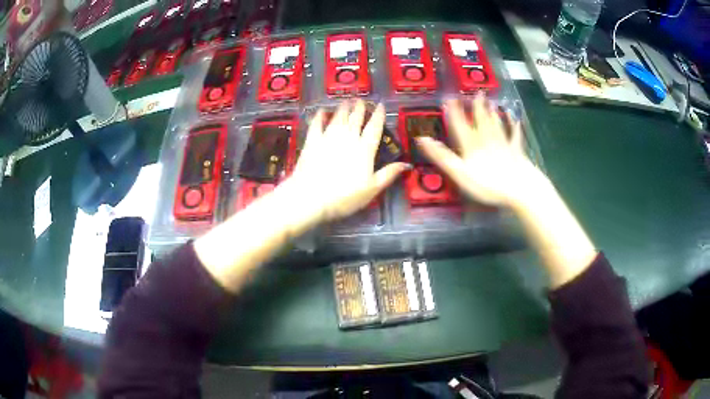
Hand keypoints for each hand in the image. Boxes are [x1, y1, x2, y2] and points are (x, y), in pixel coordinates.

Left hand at [288, 100, 409, 221]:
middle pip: (355, 118)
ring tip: (346, 101)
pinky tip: (322, 111)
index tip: (380, 105)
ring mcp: (328, 137)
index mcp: (364, 148)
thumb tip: (407, 163)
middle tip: (361, 100)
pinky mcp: (312, 141)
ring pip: (338, 117)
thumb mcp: (372, 189)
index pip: (374, 127)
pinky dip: (320, 116)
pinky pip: (317, 124)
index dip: (378, 115)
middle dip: (359, 108)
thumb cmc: (344, 196)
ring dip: (343, 108)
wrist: (311, 197)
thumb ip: (389, 174)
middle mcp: (348, 137)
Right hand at [416, 95, 544, 207]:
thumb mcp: (459, 172)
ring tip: (491, 102)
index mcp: (472, 145)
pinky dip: (515, 127)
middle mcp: (487, 140)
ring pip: (497, 125)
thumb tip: (422, 139)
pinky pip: (515, 136)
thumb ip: (442, 156)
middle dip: (477, 107)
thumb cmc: (487, 184)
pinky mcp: (517, 152)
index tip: (450, 99)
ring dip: (493, 113)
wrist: (519, 189)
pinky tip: (515, 119)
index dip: (454, 112)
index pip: (460, 125)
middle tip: (476, 93)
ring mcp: (503, 144)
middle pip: (481, 121)